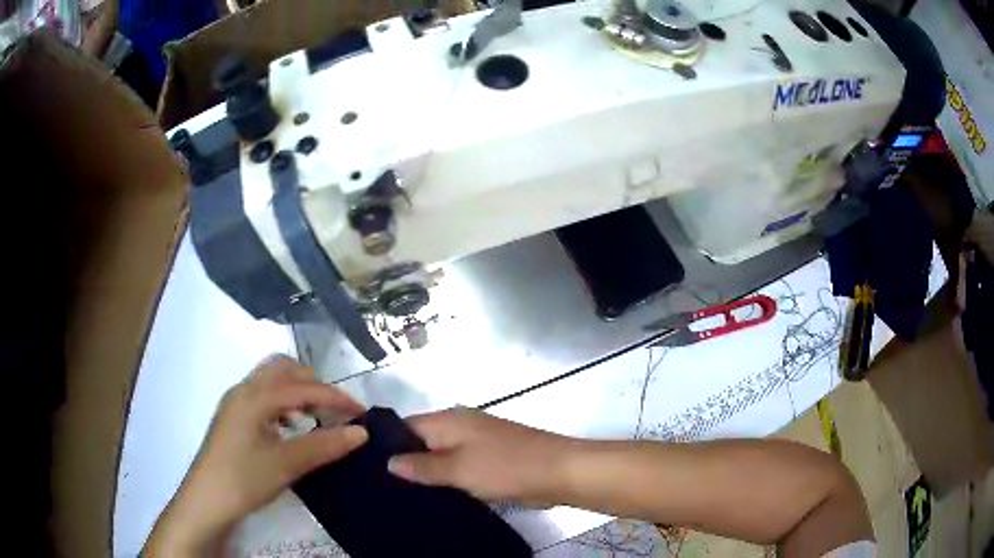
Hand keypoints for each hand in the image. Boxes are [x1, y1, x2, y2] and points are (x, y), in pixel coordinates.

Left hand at [144, 355, 368, 555]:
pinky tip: (288, 428)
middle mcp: (244, 390)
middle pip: (282, 369)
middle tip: (334, 409)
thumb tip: (361, 432)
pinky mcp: (233, 418)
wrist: (207, 500)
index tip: (361, 413)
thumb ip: (324, 445)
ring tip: (314, 418)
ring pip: (270, 381)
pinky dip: (282, 403)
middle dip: (312, 383)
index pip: (303, 387)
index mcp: (255, 396)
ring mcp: (235, 403)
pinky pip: (262, 397)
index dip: (335, 397)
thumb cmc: (244, 478)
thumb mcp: (287, 464)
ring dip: (296, 392)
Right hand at [387, 408, 573, 504]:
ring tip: (401, 496)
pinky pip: (459, 466)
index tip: (367, 468)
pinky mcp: (490, 459)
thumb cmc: (506, 467)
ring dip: (427, 473)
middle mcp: (459, 425)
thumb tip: (389, 461)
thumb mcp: (459, 469)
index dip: (386, 445)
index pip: (405, 426)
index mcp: (448, 420)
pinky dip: (447, 478)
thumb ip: (423, 466)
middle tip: (382, 488)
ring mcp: (477, 442)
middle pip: (422, 441)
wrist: (559, 471)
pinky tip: (435, 497)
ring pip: (441, 456)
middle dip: (405, 462)